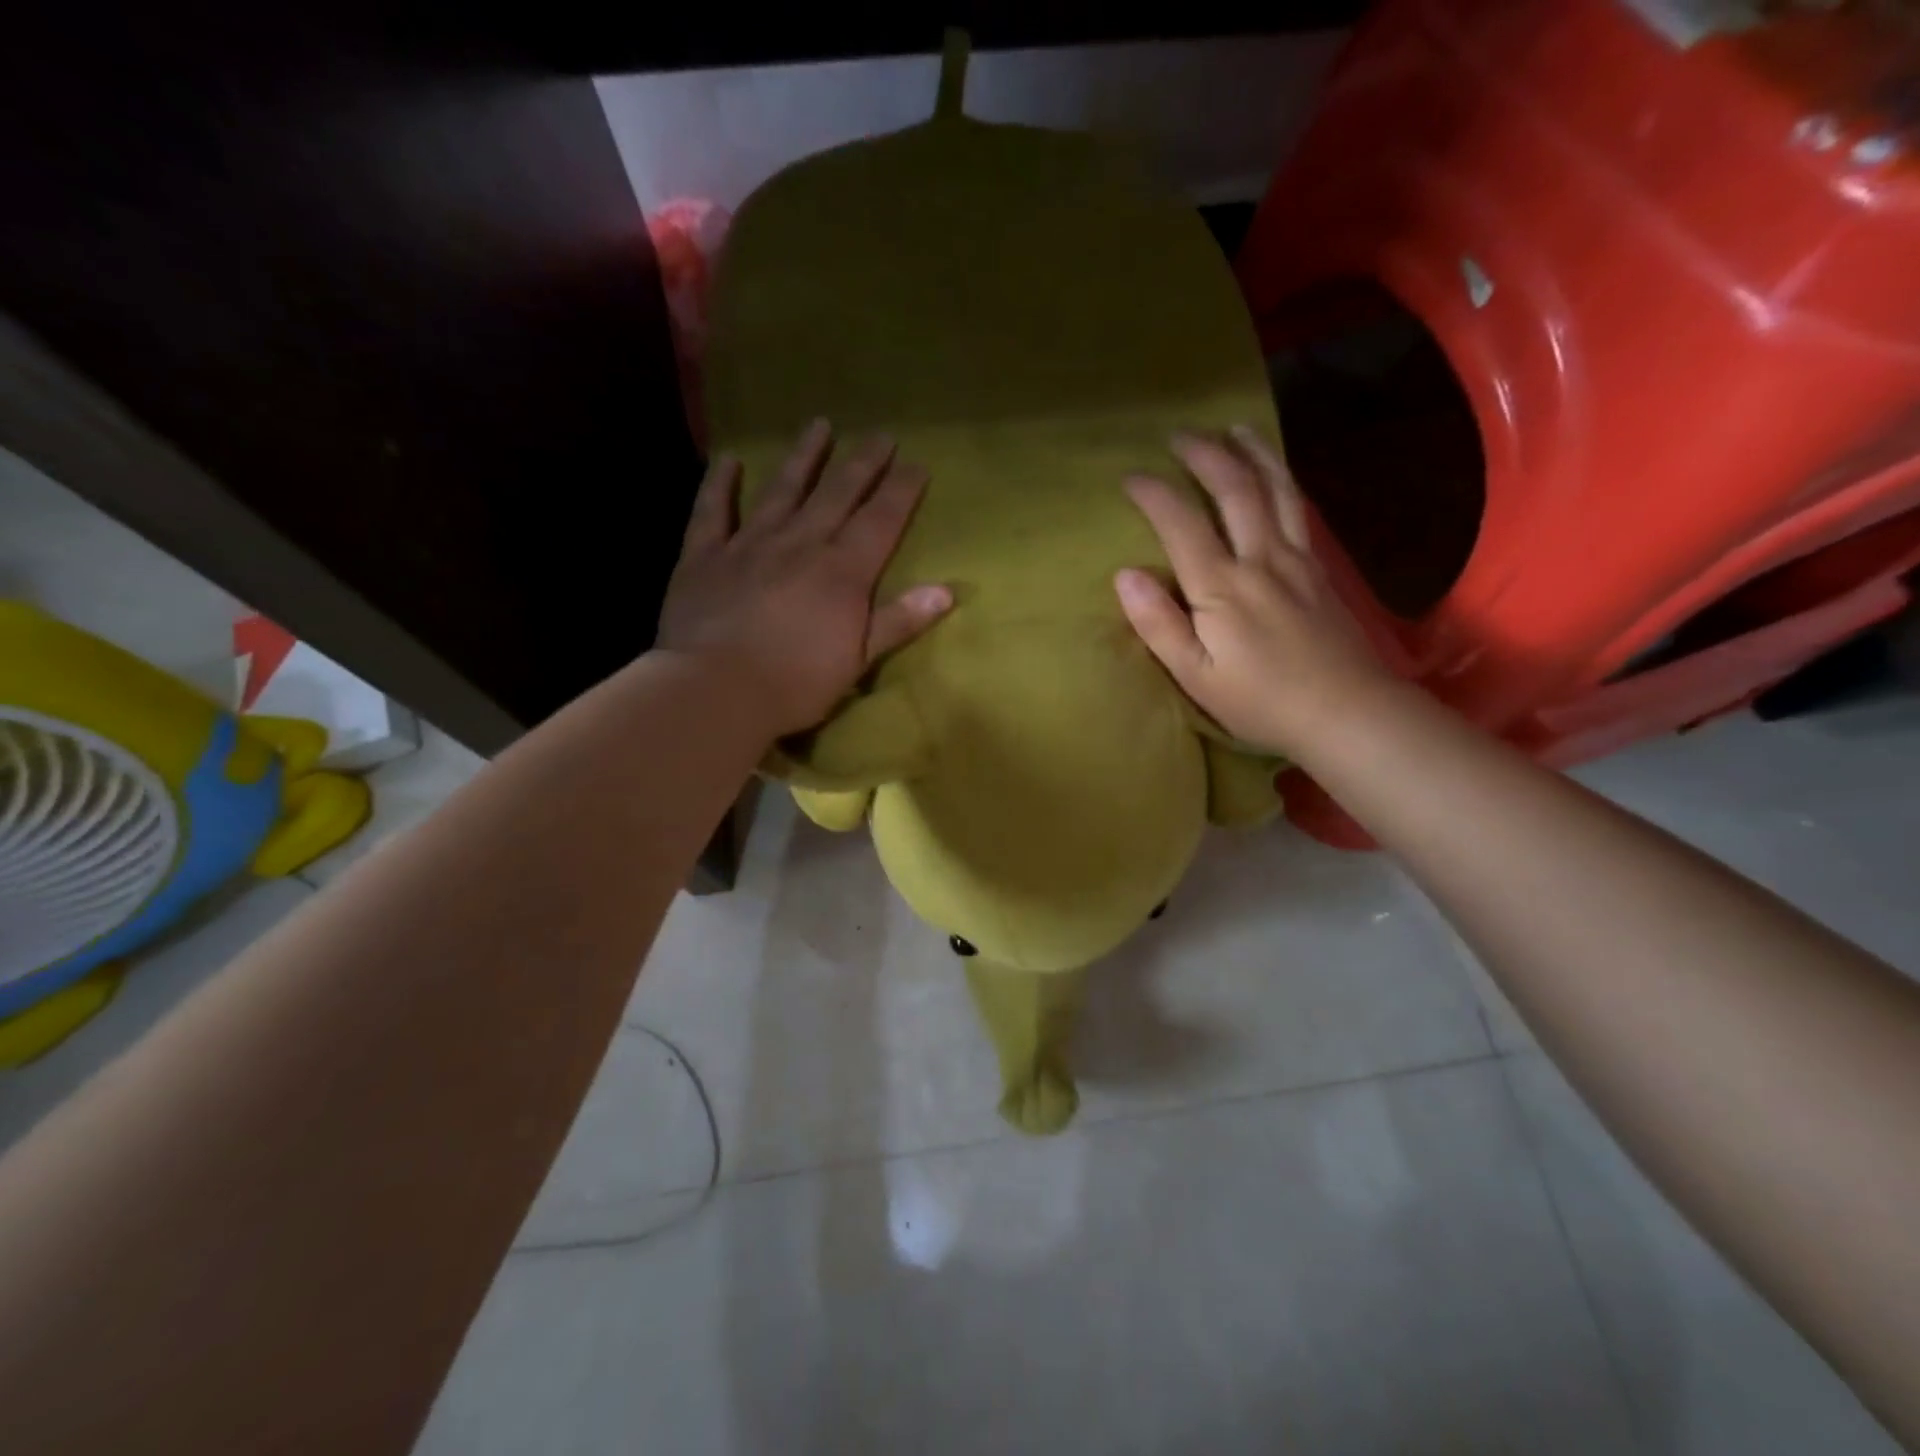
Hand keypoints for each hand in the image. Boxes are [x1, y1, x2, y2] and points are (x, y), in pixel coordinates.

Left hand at [658, 419, 950, 734]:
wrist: (716, 690)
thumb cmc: (796, 683)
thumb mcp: (859, 660)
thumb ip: (899, 620)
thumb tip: (947, 591)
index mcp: (842, 571)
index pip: (880, 520)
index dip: (901, 490)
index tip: (916, 463)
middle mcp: (800, 544)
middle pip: (837, 494)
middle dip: (862, 463)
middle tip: (880, 434)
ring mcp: (750, 544)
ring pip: (782, 489)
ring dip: (803, 457)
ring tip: (819, 425)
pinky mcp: (705, 556)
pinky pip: (712, 510)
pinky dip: (720, 484)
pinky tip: (729, 460)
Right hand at [1115, 425, 1391, 757]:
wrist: (1347, 712)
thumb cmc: (1261, 702)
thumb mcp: (1196, 676)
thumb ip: (1159, 625)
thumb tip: (1125, 575)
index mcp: (1221, 588)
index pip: (1181, 524)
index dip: (1154, 494)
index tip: (1131, 477)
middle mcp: (1260, 559)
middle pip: (1234, 490)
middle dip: (1204, 455)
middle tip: (1180, 435)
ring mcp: (1295, 559)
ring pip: (1275, 488)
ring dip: (1252, 452)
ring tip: (1234, 428)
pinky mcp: (1318, 569)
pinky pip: (1298, 509)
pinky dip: (1282, 479)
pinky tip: (1276, 474)